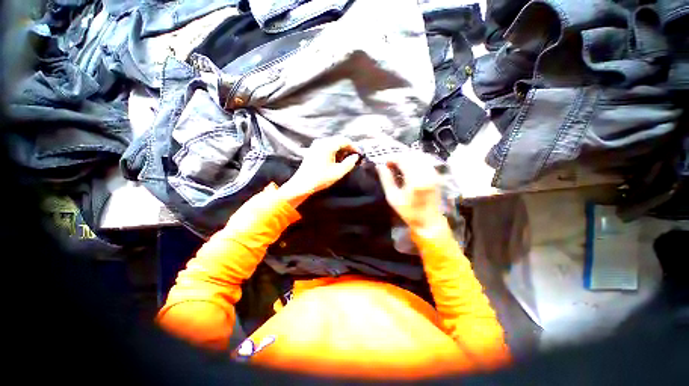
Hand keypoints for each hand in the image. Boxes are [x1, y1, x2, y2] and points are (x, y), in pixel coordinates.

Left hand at [279, 137, 359, 207]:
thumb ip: (349, 163)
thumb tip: (355, 156)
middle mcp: (321, 142)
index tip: (359, 154)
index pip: (345, 141)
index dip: (354, 147)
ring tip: (346, 159)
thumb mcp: (338, 172)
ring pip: (333, 143)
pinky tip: (336, 159)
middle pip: (338, 140)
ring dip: (341, 149)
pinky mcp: (313, 150)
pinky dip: (334, 151)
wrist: (302, 184)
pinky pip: (327, 146)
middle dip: (348, 148)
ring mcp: (316, 145)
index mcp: (328, 145)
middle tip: (354, 157)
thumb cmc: (321, 179)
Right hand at [376, 152, 447, 233]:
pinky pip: (424, 161)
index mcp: (415, 180)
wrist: (429, 221)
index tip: (384, 163)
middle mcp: (426, 173)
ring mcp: (433, 173)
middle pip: (411, 155)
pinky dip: (414, 161)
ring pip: (418, 156)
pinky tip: (407, 169)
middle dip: (399, 157)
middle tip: (390, 165)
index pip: (403, 159)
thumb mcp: (393, 198)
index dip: (392, 158)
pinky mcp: (436, 175)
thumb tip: (380, 167)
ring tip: (397, 166)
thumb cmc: (409, 212)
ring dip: (406, 158)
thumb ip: (386, 180)